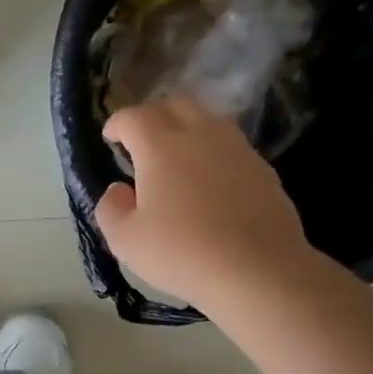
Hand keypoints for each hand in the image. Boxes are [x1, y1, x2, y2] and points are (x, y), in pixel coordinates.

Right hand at [95, 96, 309, 302]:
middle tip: (142, 140)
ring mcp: (237, 149)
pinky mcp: (262, 169)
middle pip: (175, 105)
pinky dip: (212, 153)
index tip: (110, 137)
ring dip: (186, 129)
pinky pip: (230, 146)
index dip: (117, 123)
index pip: (134, 117)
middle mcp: (200, 134)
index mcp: (160, 146)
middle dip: (153, 115)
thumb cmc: (180, 252)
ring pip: (208, 120)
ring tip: (176, 157)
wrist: (257, 269)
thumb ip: (111, 208)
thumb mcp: (125, 240)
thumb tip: (119, 189)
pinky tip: (208, 182)